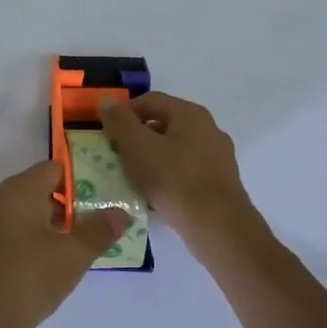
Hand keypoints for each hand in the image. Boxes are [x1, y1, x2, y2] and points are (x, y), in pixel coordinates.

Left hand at [0, 162, 130, 327]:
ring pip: (16, 213)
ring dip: (38, 227)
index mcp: (19, 189)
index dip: (76, 184)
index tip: (92, 208)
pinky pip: (0, 233)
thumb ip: (99, 232)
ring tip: (60, 255)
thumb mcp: (72, 257)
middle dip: (59, 209)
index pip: (52, 169)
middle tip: (82, 235)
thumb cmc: (26, 278)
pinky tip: (30, 270)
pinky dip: (18, 242)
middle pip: (34, 190)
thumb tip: (121, 213)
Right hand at [98, 92, 256, 248]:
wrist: (217, 227)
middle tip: (117, 156)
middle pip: (164, 124)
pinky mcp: (220, 184)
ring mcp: (218, 157)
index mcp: (190, 114)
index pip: (150, 100)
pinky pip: (186, 172)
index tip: (107, 134)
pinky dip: (168, 178)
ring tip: (133, 178)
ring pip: (175, 150)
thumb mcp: (137, 146)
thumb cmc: (173, 179)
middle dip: (137, 138)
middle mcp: (209, 129)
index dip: (124, 113)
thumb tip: (106, 100)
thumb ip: (119, 121)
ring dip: (151, 159)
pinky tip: (155, 195)